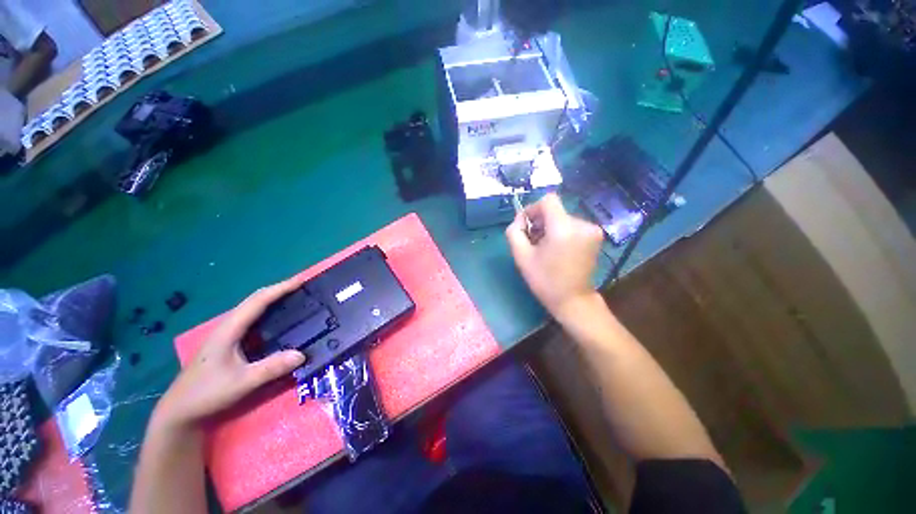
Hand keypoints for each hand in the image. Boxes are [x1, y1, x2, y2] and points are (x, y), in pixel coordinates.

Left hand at [153, 277, 306, 430]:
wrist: (179, 411)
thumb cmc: (207, 394)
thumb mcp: (241, 383)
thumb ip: (271, 368)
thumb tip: (302, 354)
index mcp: (229, 330)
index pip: (258, 301)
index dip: (280, 288)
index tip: (301, 280)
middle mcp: (227, 327)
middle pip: (255, 300)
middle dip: (279, 290)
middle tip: (303, 287)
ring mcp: (226, 335)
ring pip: (253, 310)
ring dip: (273, 300)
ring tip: (295, 299)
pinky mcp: (228, 344)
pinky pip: (253, 321)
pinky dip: (268, 313)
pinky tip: (279, 321)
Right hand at [506, 193, 603, 320]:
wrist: (573, 300)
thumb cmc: (545, 280)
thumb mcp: (521, 256)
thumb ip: (514, 232)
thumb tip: (519, 219)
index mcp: (563, 228)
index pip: (548, 200)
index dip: (533, 209)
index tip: (526, 225)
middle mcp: (582, 224)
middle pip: (555, 210)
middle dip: (540, 222)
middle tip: (532, 241)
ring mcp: (592, 230)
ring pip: (562, 217)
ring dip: (550, 228)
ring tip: (544, 247)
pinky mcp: (596, 236)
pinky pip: (572, 225)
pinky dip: (561, 232)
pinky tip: (557, 249)